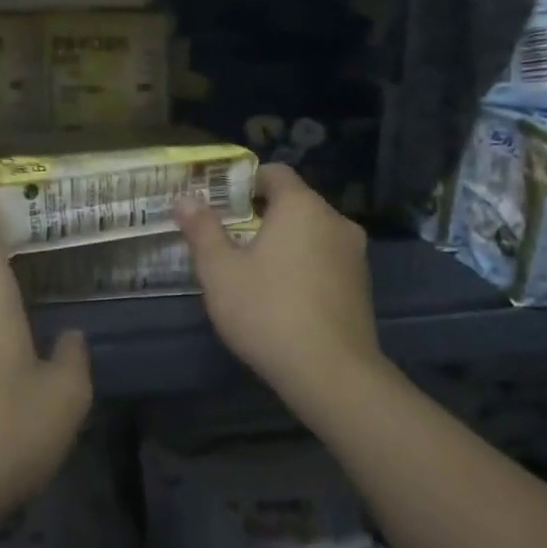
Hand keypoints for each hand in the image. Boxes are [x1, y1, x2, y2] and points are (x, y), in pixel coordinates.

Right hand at [175, 163, 380, 412]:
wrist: (332, 374)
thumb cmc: (268, 311)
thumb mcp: (220, 270)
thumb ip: (202, 229)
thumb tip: (185, 199)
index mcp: (302, 206)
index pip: (275, 173)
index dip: (245, 182)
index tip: (221, 203)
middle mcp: (334, 221)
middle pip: (294, 203)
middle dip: (261, 215)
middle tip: (229, 238)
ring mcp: (354, 255)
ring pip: (312, 233)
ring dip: (284, 243)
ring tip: (253, 270)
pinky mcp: (361, 287)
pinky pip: (325, 260)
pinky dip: (304, 266)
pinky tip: (282, 296)